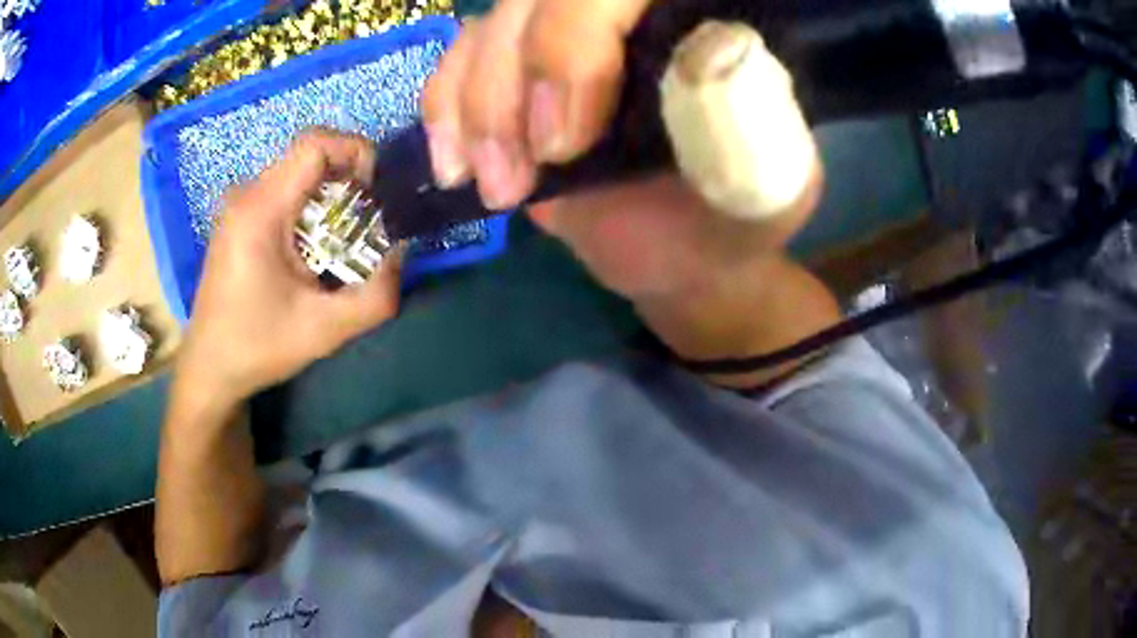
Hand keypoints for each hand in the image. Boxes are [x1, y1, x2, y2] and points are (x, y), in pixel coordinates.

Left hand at [174, 130, 401, 408]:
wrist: (210, 368)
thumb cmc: (258, 347)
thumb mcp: (326, 330)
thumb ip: (377, 296)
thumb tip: (403, 252)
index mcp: (261, 210)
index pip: (314, 144)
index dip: (355, 150)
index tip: (376, 188)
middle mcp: (246, 195)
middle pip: (308, 155)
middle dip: (348, 174)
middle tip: (371, 216)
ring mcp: (238, 205)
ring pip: (295, 171)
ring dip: (329, 190)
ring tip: (347, 232)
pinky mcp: (237, 219)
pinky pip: (282, 189)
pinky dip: (309, 203)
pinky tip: (315, 243)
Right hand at [423, 0, 821, 300]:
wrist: (685, 250)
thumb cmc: (729, 223)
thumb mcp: (765, 194)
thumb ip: (755, 136)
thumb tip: (709, 56)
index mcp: (700, 24)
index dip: (572, 42)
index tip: (564, 144)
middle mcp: (629, 17)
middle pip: (540, 0)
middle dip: (511, 84)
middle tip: (514, 179)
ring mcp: (570, 36)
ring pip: (493, 26)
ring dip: (475, 107)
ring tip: (495, 186)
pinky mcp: (525, 69)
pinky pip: (461, 58)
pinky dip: (447, 107)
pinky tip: (455, 163)